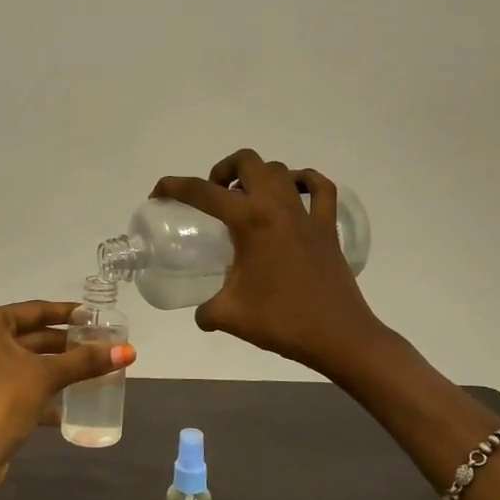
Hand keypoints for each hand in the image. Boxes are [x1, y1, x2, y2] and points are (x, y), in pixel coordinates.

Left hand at [0, 300, 135, 499]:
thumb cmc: (0, 402)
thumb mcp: (45, 376)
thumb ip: (85, 361)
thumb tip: (129, 351)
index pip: (35, 310)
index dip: (68, 313)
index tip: (97, 317)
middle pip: (32, 336)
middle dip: (66, 343)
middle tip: (101, 344)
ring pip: (27, 363)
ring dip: (58, 368)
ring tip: (95, 370)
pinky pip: (21, 385)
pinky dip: (44, 390)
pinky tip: (73, 403)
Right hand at [152, 149, 383, 375]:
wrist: (339, 337)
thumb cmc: (282, 322)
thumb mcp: (229, 315)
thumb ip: (206, 310)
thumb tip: (202, 313)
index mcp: (250, 222)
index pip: (202, 192)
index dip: (174, 187)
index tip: (159, 194)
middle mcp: (278, 207)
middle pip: (247, 162)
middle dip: (222, 170)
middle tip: (213, 195)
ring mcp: (307, 215)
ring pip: (280, 170)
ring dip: (257, 175)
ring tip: (246, 200)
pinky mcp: (327, 228)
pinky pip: (320, 189)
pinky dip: (304, 182)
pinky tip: (293, 194)